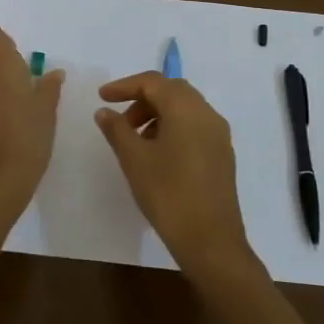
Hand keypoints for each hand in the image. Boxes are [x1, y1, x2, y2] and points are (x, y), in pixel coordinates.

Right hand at [95, 74, 259, 278]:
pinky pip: (194, 126)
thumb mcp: (134, 159)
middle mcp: (207, 114)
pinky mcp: (222, 154)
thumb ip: (117, 129)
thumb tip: (105, 111)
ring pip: (185, 109)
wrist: (210, 240)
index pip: (153, 82)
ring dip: (157, 114)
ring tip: (135, 139)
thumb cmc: (168, 193)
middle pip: (172, 90)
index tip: (102, 97)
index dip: (124, 86)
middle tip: (119, 119)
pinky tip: (157, 153)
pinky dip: (172, 127)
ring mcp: (219, 135)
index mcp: (186, 108)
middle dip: (142, 98)